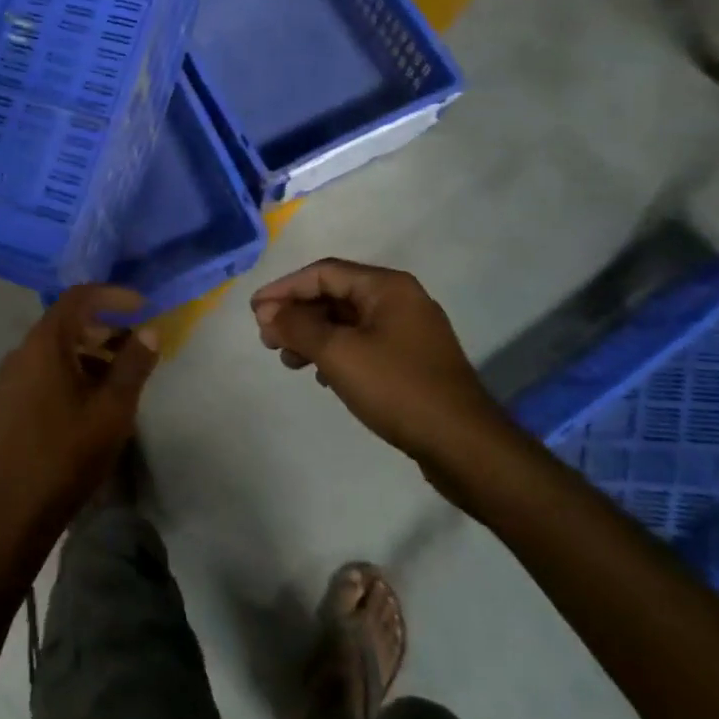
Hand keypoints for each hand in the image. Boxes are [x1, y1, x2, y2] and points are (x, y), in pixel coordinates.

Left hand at [0, 287, 159, 552]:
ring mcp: (6, 380)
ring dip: (85, 353)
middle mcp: (19, 353)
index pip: (78, 298)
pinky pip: (38, 372)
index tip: (140, 306)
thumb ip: (133, 364)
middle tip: (133, 346)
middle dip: (102, 328)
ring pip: (51, 351)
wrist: (14, 512)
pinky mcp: (3, 404)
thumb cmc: (68, 455)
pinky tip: (85, 402)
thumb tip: (149, 330)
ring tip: (116, 379)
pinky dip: (65, 372)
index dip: (112, 295)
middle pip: (64, 323)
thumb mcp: (113, 409)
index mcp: (44, 345)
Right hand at [250, 258, 504, 464]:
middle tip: (267, 338)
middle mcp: (400, 300)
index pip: (323, 273)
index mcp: (387, 287)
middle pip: (335, 295)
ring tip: (288, 360)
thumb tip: (268, 312)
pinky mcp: (412, 361)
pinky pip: (363, 344)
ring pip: (347, 322)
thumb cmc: (397, 388)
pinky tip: (320, 376)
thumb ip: (298, 326)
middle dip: (297, 314)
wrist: (464, 445)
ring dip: (313, 335)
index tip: (254, 311)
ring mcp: (409, 332)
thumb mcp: (338, 353)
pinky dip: (335, 353)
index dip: (284, 288)